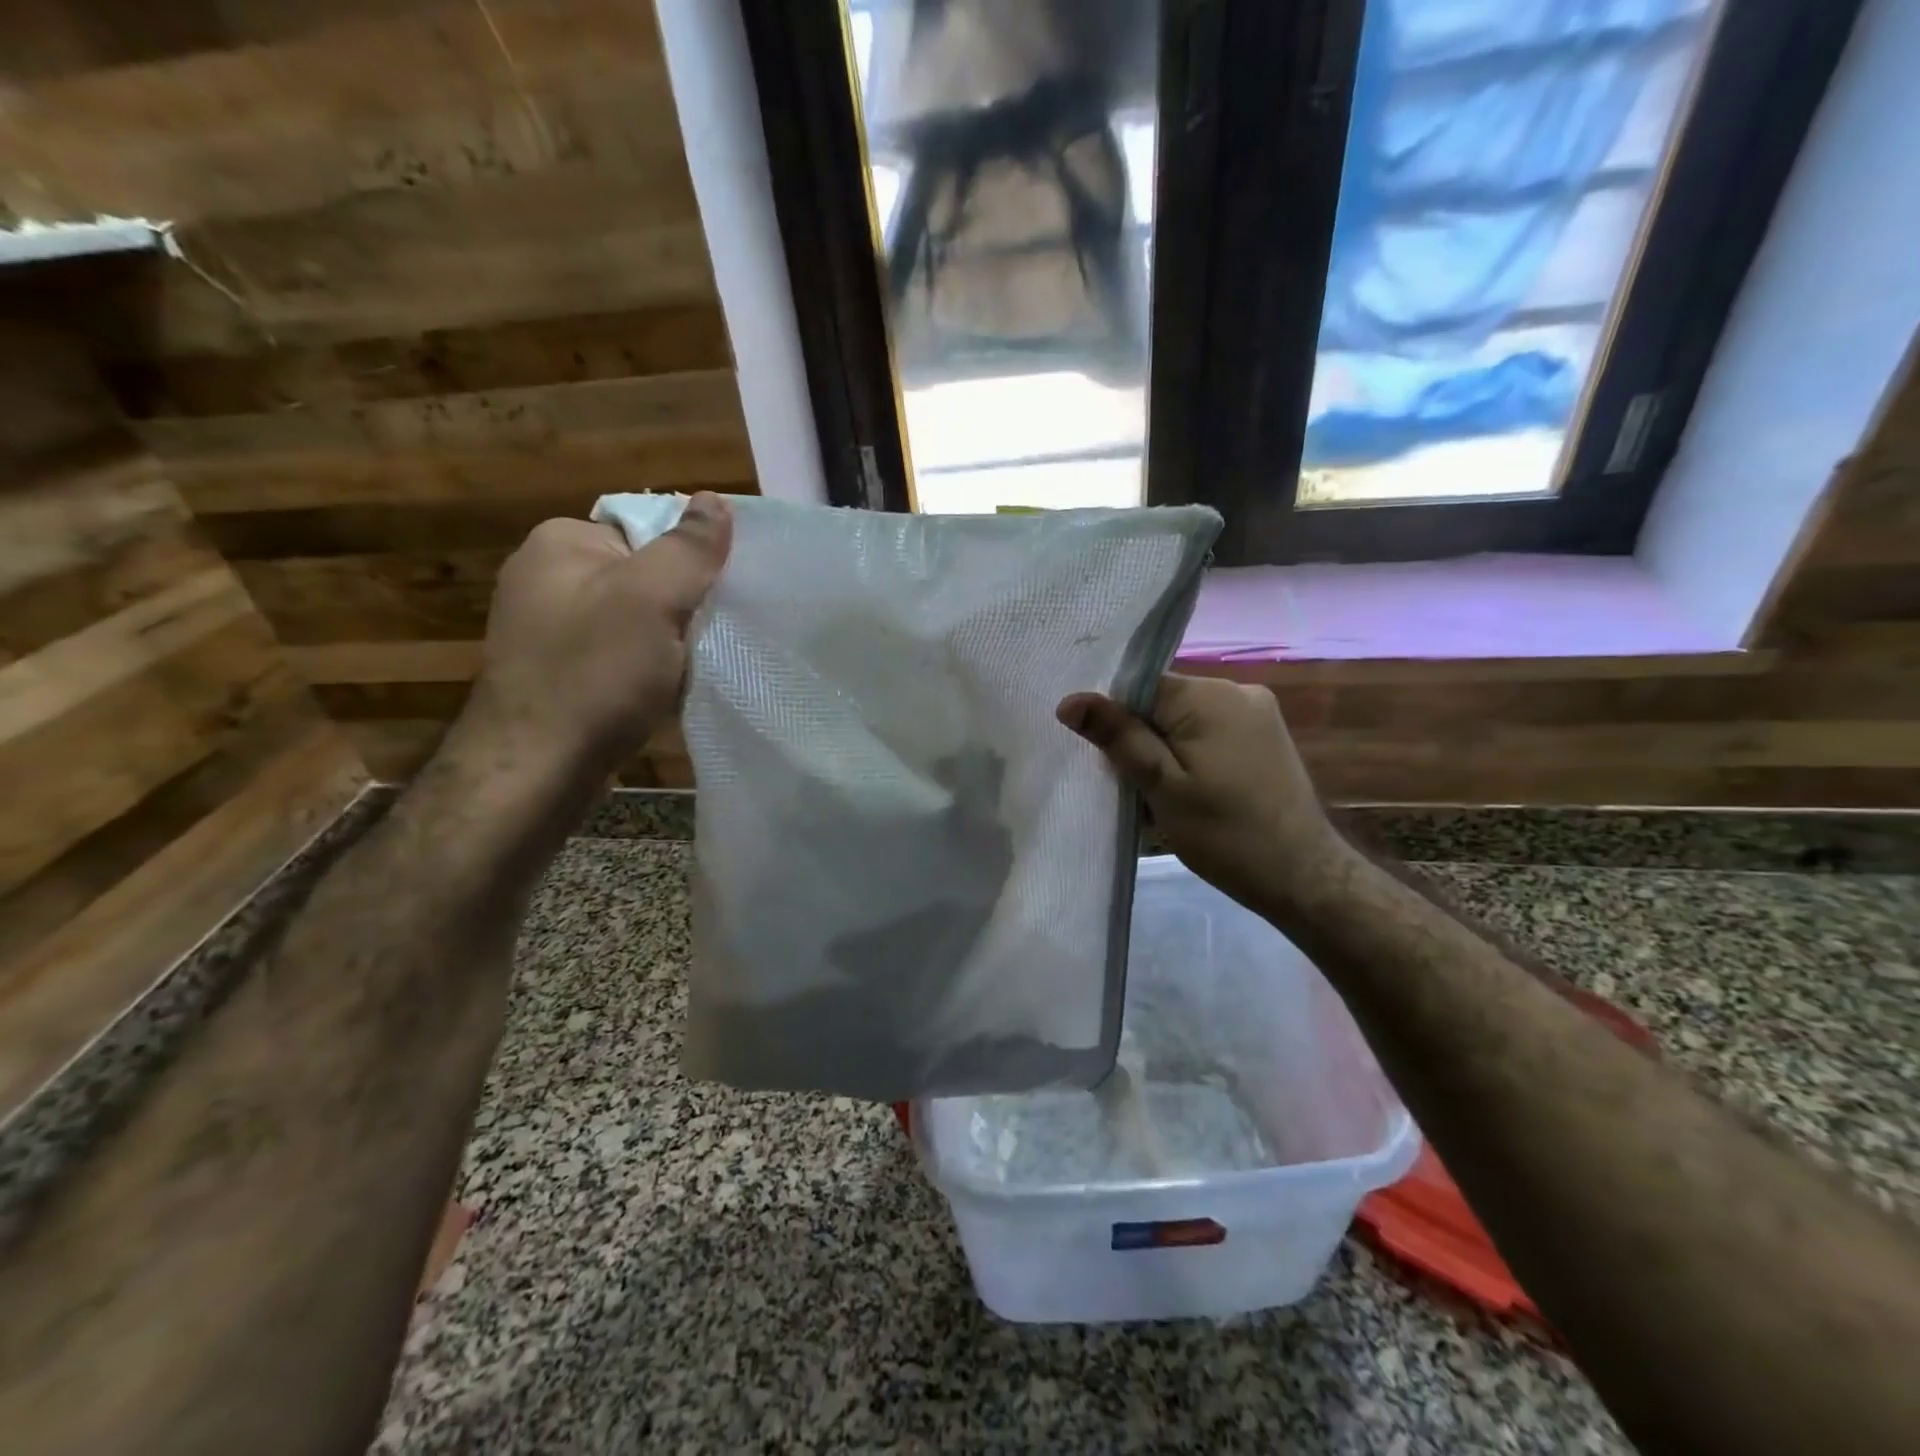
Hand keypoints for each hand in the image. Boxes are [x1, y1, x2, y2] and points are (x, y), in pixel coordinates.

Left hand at [456, 494, 733, 782]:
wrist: (536, 769)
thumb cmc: (595, 674)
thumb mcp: (653, 599)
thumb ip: (688, 548)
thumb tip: (714, 500)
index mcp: (561, 542)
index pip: (647, 529)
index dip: (689, 562)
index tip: (716, 598)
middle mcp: (545, 576)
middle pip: (643, 575)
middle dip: (681, 606)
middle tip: (706, 638)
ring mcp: (545, 627)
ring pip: (634, 619)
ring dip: (666, 642)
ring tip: (687, 669)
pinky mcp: (554, 672)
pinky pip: (617, 654)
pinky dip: (644, 669)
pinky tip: (659, 692)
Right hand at [1057, 673, 1351, 916]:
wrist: (1303, 876)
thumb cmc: (1225, 834)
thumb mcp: (1161, 786)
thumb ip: (1118, 737)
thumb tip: (1070, 700)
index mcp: (1209, 695)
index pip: (1140, 686)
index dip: (1117, 721)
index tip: (1109, 762)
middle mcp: (1237, 690)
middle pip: (1163, 702)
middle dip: (1142, 739)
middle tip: (1135, 788)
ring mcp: (1258, 712)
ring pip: (1186, 720)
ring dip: (1166, 751)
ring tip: (1163, 797)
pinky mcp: (1266, 736)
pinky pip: (1211, 732)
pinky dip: (1192, 756)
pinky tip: (1193, 792)